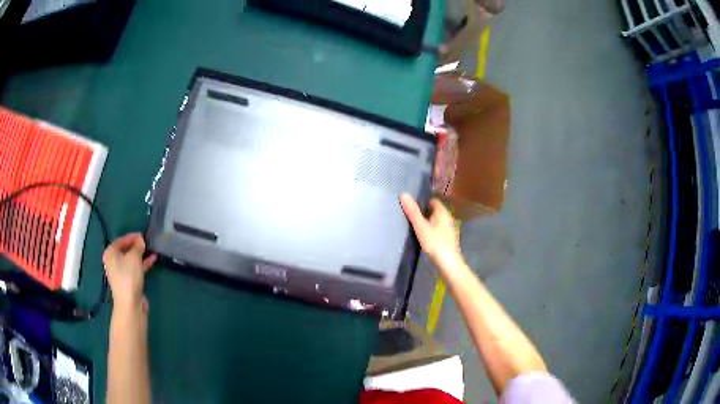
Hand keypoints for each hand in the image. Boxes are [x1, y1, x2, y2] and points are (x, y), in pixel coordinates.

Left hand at [102, 233, 155, 311]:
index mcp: (110, 253)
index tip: (143, 235)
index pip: (121, 240)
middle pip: (126, 250)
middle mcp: (113, 261)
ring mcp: (120, 272)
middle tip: (148, 242)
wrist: (130, 304)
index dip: (132, 236)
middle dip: (137, 246)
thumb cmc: (128, 277)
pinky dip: (143, 263)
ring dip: (141, 255)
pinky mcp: (128, 281)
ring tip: (152, 250)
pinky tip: (152, 260)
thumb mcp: (134, 257)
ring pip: (131, 259)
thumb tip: (141, 240)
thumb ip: (138, 246)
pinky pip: (135, 268)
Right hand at [400, 194, 464, 277]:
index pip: (432, 200)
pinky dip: (431, 231)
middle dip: (424, 212)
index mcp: (443, 212)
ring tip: (415, 227)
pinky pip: (438, 230)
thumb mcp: (420, 226)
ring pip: (436, 221)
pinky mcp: (449, 239)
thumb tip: (404, 194)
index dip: (422, 202)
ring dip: (427, 223)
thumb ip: (412, 211)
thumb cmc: (435, 243)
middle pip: (434, 211)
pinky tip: (424, 238)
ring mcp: (449, 229)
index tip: (411, 206)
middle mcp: (448, 218)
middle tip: (410, 217)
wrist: (448, 263)